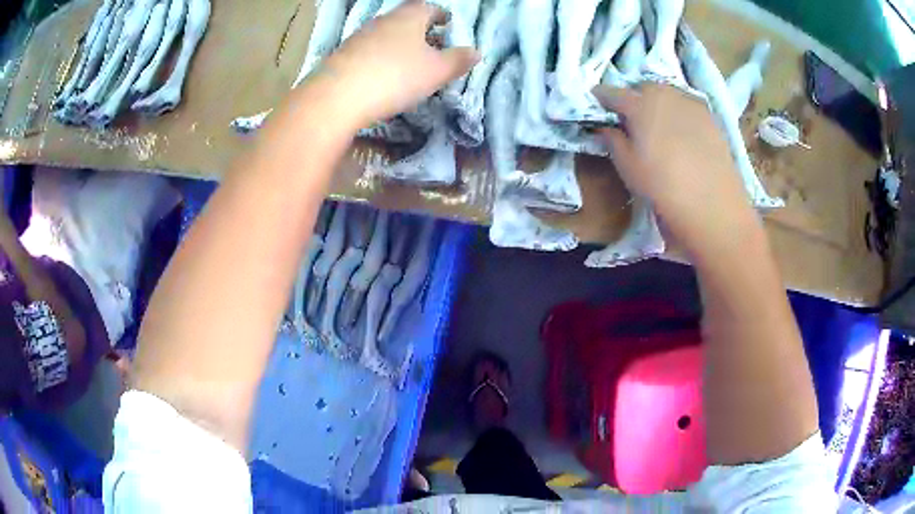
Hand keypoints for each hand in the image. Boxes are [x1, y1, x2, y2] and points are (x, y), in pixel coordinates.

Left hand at [311, 1, 478, 128]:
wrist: (337, 96)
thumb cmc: (396, 77)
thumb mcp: (436, 71)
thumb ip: (458, 60)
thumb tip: (476, 52)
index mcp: (409, 17)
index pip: (428, 8)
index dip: (440, 15)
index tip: (448, 23)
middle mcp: (383, 21)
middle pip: (406, 20)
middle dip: (421, 31)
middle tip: (433, 45)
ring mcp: (359, 37)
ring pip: (386, 35)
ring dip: (400, 45)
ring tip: (410, 62)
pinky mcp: (343, 56)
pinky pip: (369, 51)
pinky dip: (381, 57)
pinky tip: (383, 75)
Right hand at [594, 84, 758, 256]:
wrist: (713, 206)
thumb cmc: (663, 187)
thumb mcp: (628, 168)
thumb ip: (613, 140)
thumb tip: (606, 127)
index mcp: (639, 105)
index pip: (612, 92)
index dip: (602, 97)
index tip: (596, 103)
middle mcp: (665, 95)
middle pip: (643, 87)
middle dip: (634, 96)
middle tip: (630, 116)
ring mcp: (691, 104)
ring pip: (668, 93)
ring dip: (658, 102)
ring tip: (657, 123)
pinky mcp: (711, 118)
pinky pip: (687, 106)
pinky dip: (679, 112)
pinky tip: (681, 132)